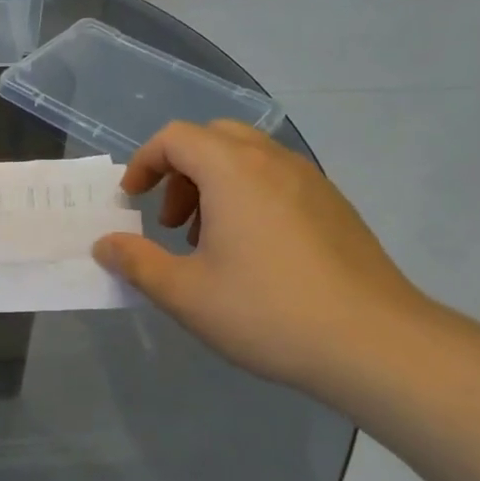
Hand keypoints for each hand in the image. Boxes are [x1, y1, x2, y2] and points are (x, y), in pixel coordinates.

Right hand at [92, 120, 426, 391]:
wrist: (374, 343)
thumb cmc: (266, 312)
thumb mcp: (185, 294)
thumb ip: (137, 262)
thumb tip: (104, 245)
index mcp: (233, 171)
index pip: (176, 137)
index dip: (144, 163)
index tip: (131, 201)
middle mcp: (273, 162)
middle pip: (214, 138)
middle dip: (180, 171)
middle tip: (170, 220)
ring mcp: (311, 181)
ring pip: (249, 158)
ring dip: (215, 185)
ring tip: (207, 241)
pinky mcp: (335, 206)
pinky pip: (278, 180)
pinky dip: (249, 197)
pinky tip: (253, 254)